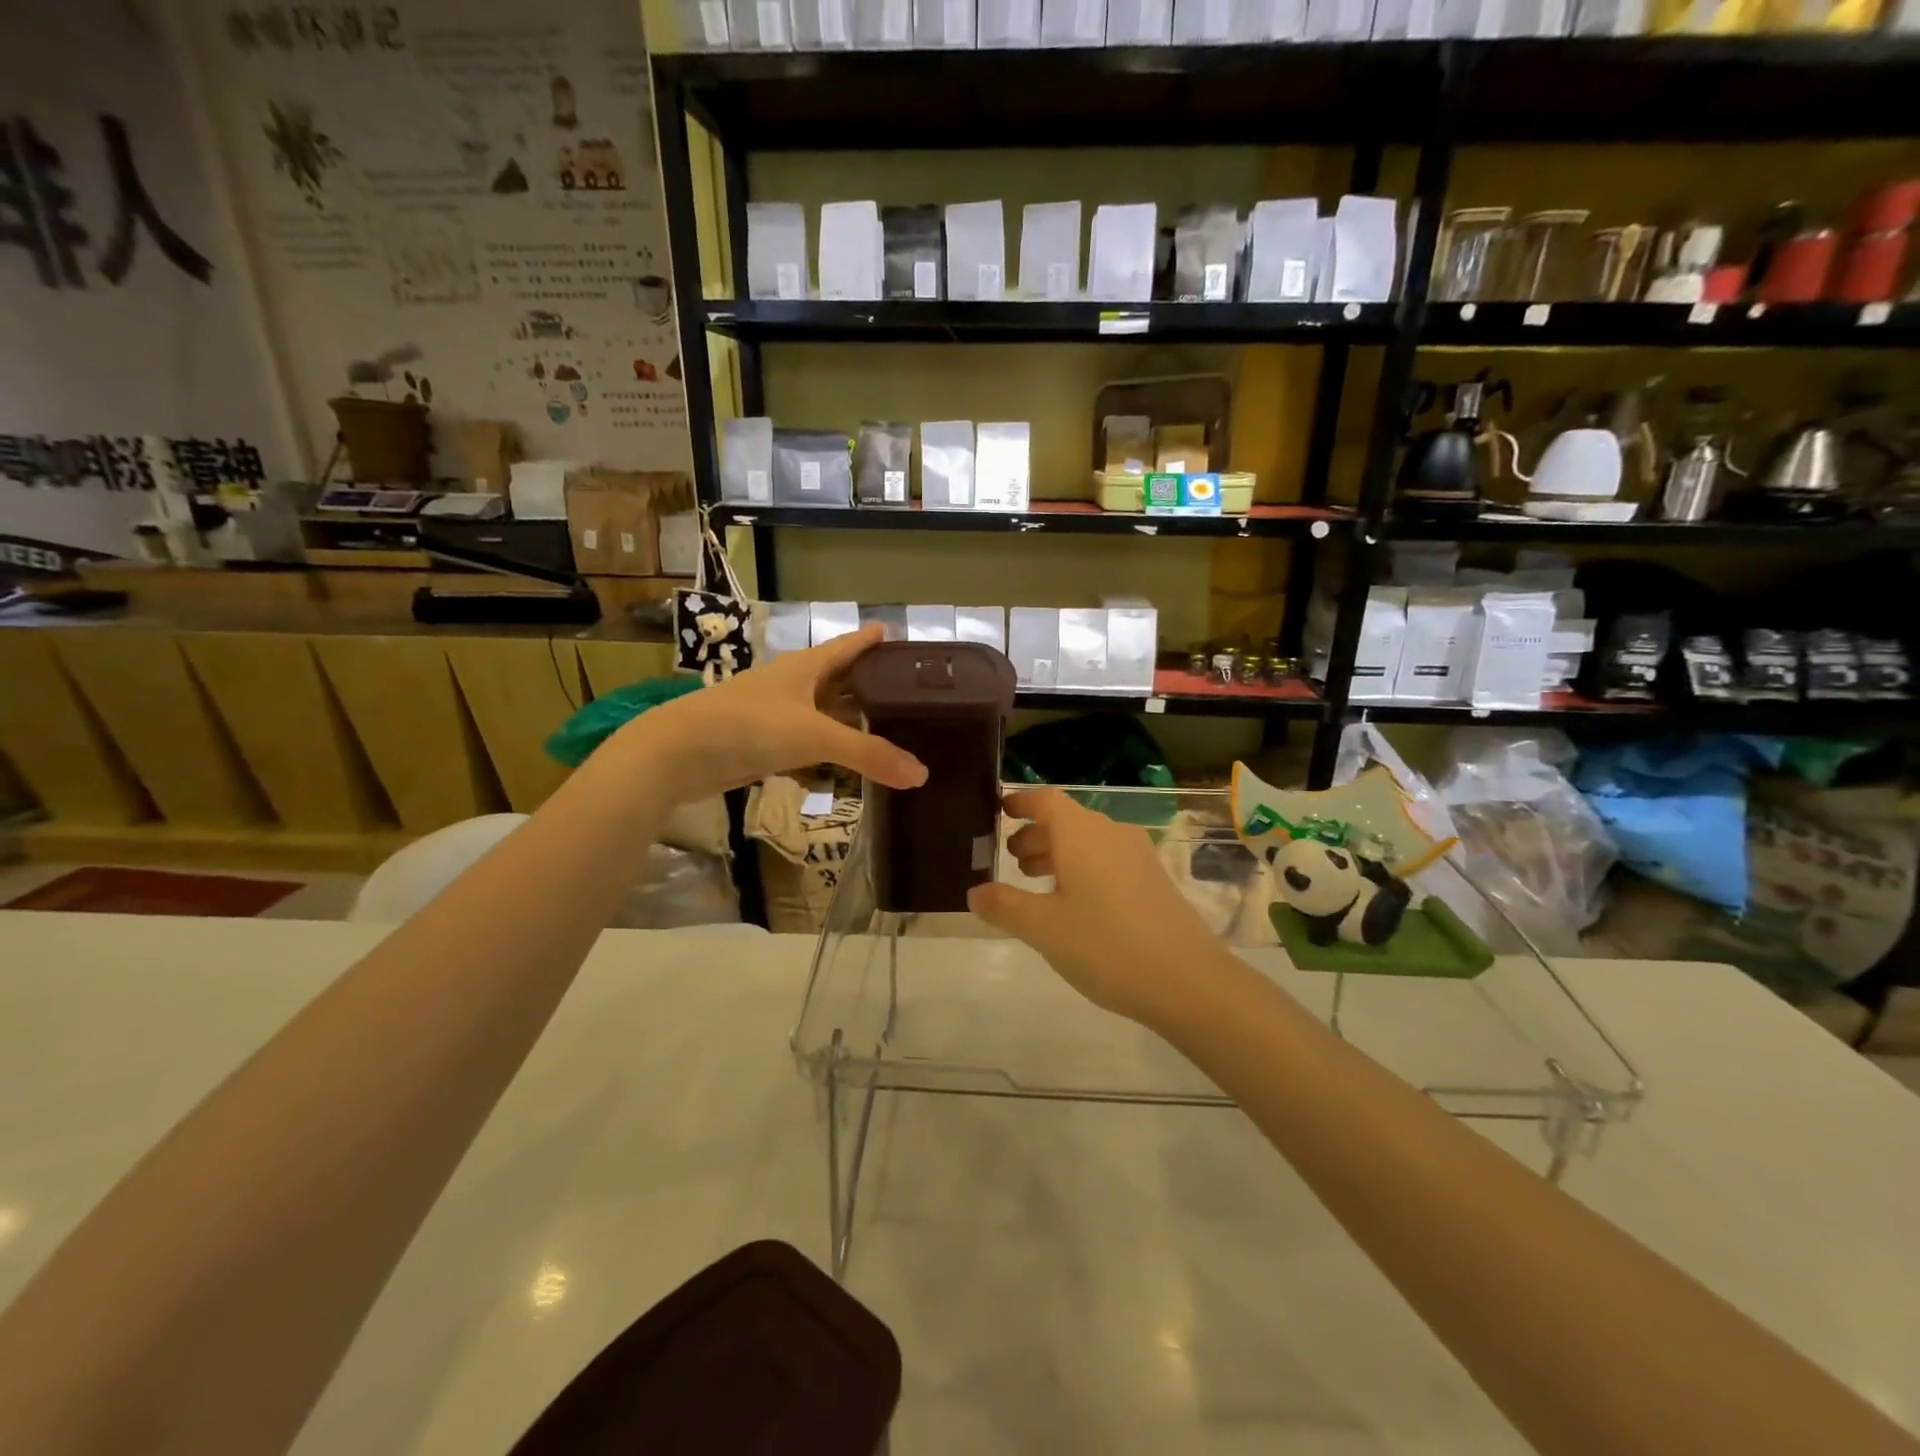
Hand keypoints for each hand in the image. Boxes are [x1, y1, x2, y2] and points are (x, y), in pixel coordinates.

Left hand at [613, 624, 925, 805]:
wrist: (677, 754)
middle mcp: (792, 685)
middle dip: (869, 683)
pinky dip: (828, 750)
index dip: (870, 640)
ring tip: (886, 726)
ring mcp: (775, 714)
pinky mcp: (763, 744)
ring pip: (823, 713)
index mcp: (805, 667)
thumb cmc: (749, 726)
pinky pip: (807, 742)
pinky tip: (845, 763)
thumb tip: (922, 774)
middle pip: (839, 679)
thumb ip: (868, 754)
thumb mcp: (815, 736)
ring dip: (849, 719)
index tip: (893, 632)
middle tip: (906, 690)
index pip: (847, 646)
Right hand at [968, 788, 1230, 1030]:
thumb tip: (975, 892)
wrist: (1188, 981)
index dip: (1020, 802)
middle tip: (1008, 859)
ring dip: (1058, 855)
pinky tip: (1073, 905)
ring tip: (1034, 882)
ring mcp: (1138, 856)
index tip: (999, 810)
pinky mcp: (1154, 880)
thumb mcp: (1043, 928)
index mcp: (1081, 833)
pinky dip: (1082, 869)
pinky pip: (1108, 860)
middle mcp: (1111, 833)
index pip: (1045, 800)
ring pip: (1088, 843)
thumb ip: (1004, 905)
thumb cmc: (1105, 945)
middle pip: (1066, 821)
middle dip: (1035, 836)